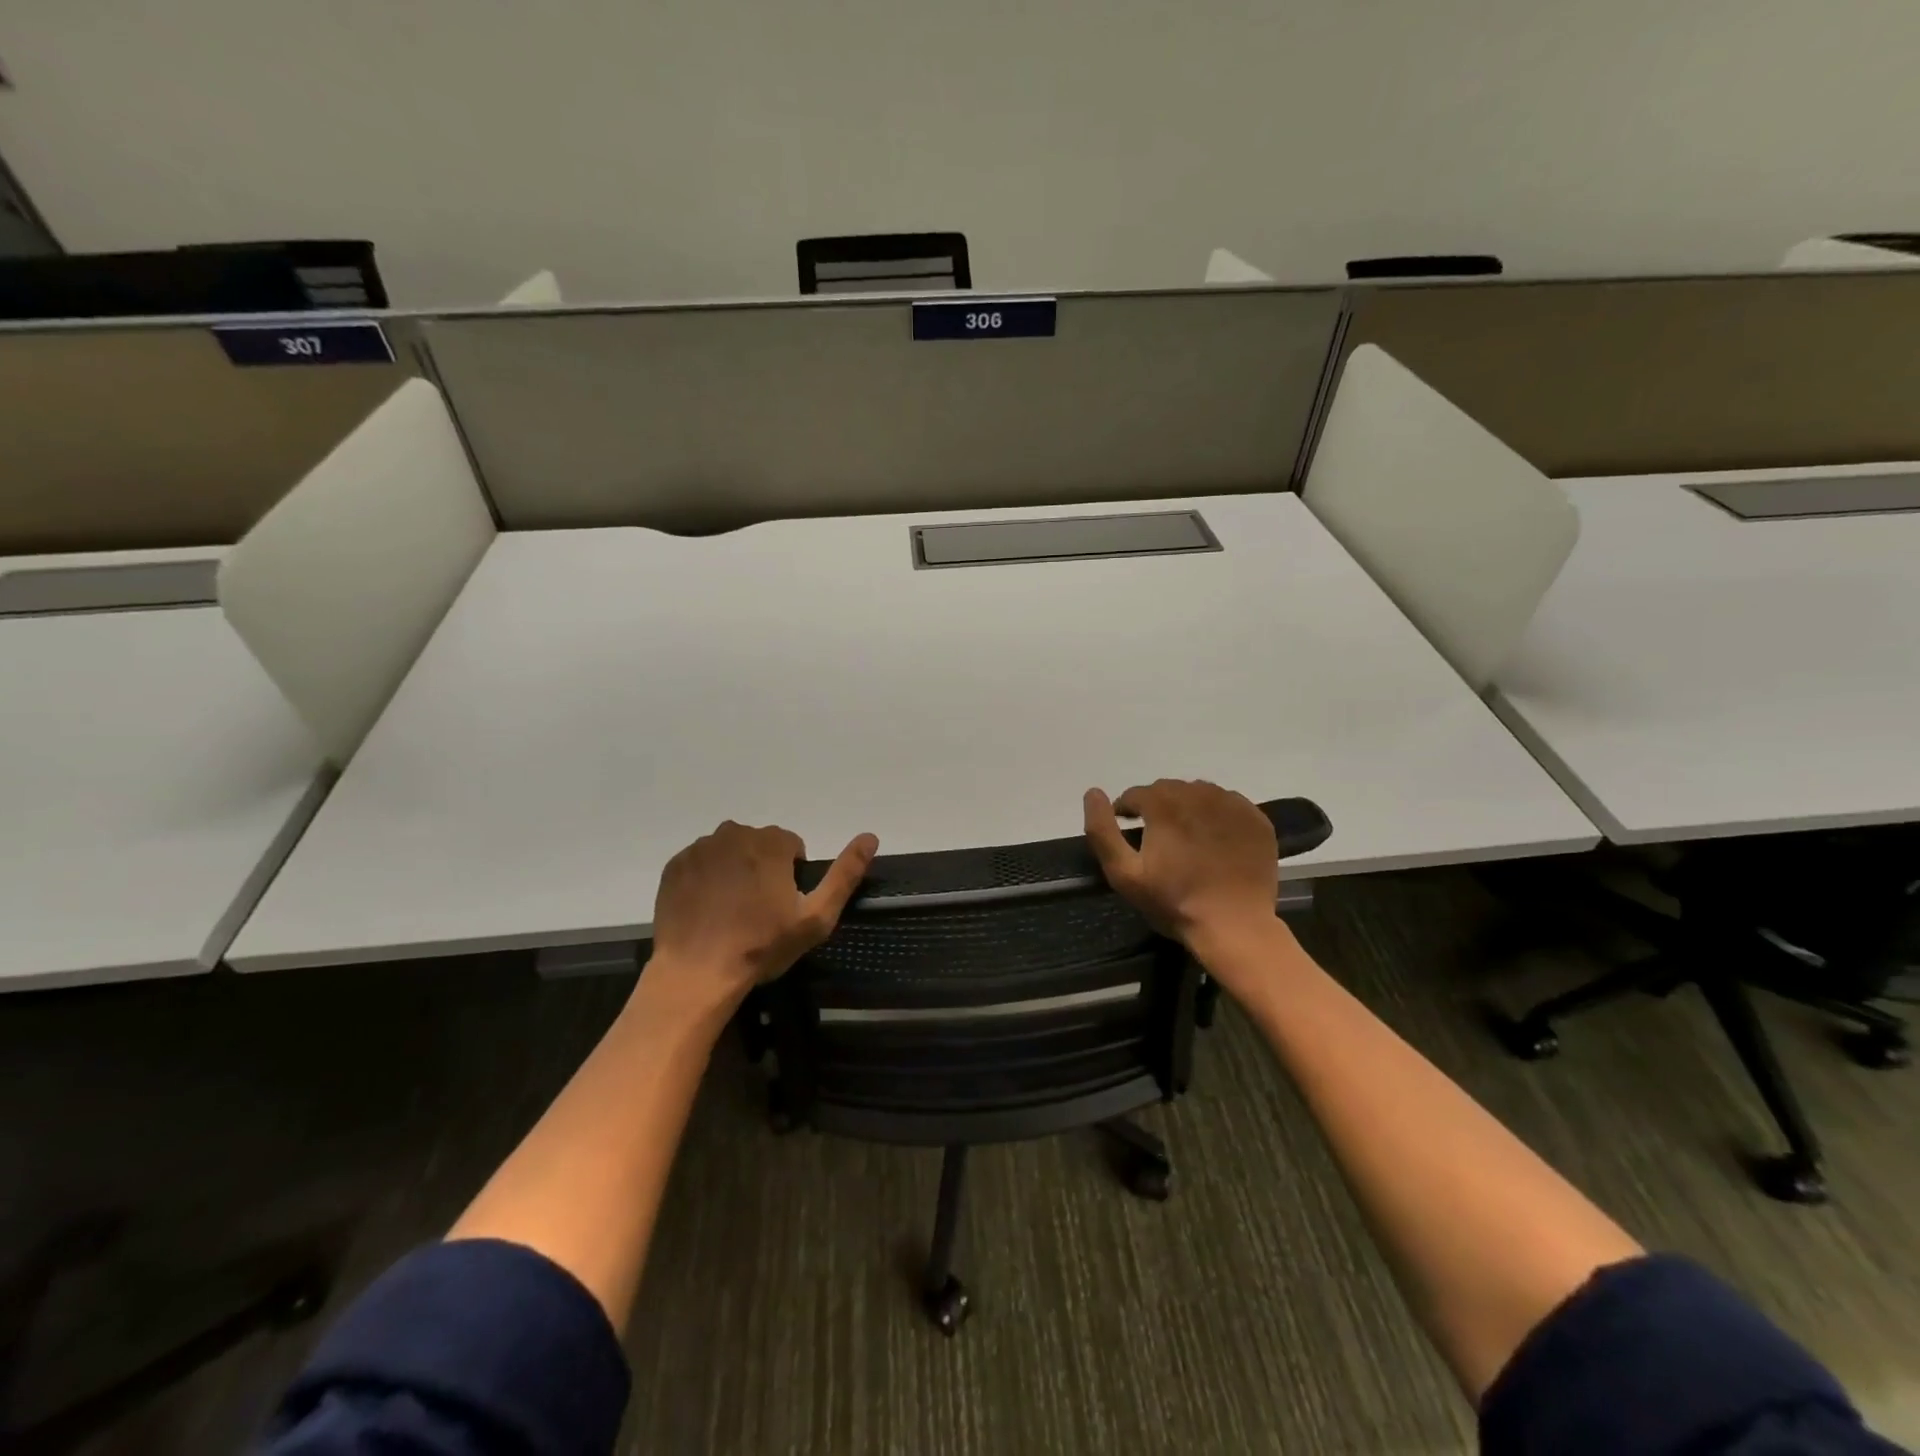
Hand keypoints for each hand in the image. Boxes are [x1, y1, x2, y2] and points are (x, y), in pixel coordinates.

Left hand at [648, 821, 878, 1004]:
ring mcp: (700, 848)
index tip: (783, 905)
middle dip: (762, 868)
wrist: (696, 973)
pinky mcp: (675, 866)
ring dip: (734, 870)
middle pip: (759, 844)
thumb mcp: (816, 917)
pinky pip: (700, 863)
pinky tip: (708, 910)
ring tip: (731, 912)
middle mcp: (734, 833)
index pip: (791, 845)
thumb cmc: (761, 946)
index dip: (792, 875)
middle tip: (758, 911)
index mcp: (770, 842)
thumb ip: (845, 874)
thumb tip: (871, 836)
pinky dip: (707, 879)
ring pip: (729, 851)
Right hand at [1084, 781, 1279, 953]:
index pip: (1136, 794)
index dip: (1127, 811)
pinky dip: (1217, 815)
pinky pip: (1229, 804)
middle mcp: (1199, 794)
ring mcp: (1232, 805)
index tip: (1129, 833)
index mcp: (1164, 804)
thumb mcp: (1124, 874)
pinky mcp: (1256, 819)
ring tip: (1187, 838)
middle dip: (1157, 807)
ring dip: (1187, 808)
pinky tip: (1215, 840)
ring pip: (1199, 793)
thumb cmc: (1174, 902)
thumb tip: (1092, 793)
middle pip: (1168, 790)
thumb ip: (1101, 830)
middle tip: (1158, 838)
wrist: (1234, 926)